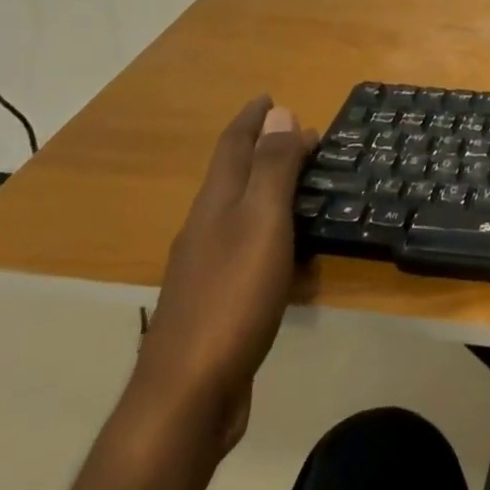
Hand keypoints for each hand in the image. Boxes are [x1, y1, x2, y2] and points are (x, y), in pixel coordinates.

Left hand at [132, 96, 316, 450]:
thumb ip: (272, 169)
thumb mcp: (261, 223)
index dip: (251, 120)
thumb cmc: (232, 297)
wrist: (188, 392)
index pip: (233, 148)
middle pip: (233, 176)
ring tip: (301, 182)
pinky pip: (248, 244)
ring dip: (267, 188)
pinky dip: (270, 228)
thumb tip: (281, 113)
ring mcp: (207, 267)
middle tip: (302, 137)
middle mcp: (205, 228)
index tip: (270, 96)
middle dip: (263, 150)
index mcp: (215, 205)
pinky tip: (287, 246)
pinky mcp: (218, 300)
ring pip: (240, 211)